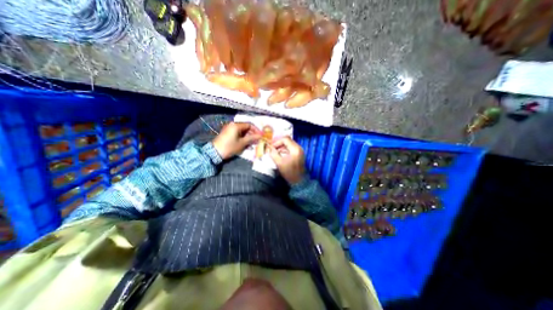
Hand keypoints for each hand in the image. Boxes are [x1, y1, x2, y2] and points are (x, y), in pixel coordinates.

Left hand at [213, 123, 261, 159]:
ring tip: (253, 143)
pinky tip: (246, 144)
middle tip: (258, 140)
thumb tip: (260, 136)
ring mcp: (229, 129)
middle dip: (252, 134)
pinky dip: (243, 138)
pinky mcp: (227, 134)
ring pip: (242, 131)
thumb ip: (252, 138)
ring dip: (248, 136)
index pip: (249, 125)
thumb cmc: (230, 147)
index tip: (261, 136)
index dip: (256, 130)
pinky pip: (238, 134)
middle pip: (246, 127)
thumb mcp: (242, 143)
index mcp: (236, 125)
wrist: (215, 153)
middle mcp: (232, 125)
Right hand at [270, 136, 306, 183]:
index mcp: (295, 149)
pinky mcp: (299, 154)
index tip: (271, 147)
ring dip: (281, 147)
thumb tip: (269, 148)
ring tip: (275, 152)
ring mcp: (300, 151)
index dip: (277, 142)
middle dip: (279, 144)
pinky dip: (285, 150)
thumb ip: (273, 154)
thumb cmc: (289, 172)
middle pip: (288, 140)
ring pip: (289, 144)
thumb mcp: (279, 163)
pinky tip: (280, 154)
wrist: (299, 181)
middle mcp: (299, 148)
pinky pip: (291, 148)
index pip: (285, 139)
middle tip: (272, 149)